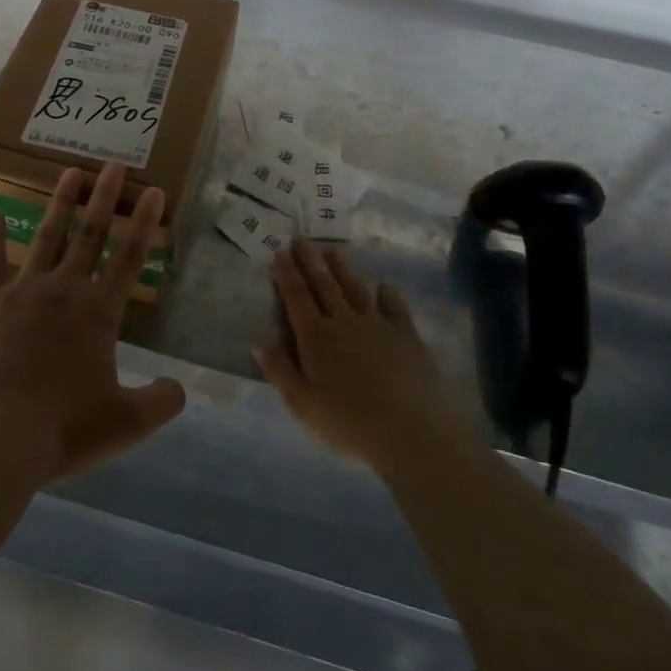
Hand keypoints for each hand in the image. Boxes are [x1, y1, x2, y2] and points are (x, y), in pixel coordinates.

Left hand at [0, 162, 186, 482]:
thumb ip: (160, 402)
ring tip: (70, 172)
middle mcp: (63, 290)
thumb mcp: (126, 423)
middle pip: (90, 235)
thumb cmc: (64, 427)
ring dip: (60, 204)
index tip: (153, 190)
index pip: (129, 258)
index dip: (144, 223)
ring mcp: (22, 291)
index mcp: (98, 312)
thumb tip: (179, 388)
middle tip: (113, 162)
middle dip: (104, 197)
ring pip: (46, 237)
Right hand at [257, 240, 456, 466]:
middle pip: (323, 284)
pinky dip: (387, 293)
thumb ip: (280, 371)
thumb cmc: (349, 423)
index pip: (296, 297)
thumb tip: (259, 343)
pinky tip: (384, 287)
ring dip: (342, 268)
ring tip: (332, 250)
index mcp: (315, 337)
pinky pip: (394, 306)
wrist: (411, 431)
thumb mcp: (303, 405)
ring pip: (355, 288)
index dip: (286, 273)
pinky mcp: (406, 334)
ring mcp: (377, 324)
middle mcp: (343, 321)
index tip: (279, 252)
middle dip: (309, 260)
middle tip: (300, 239)